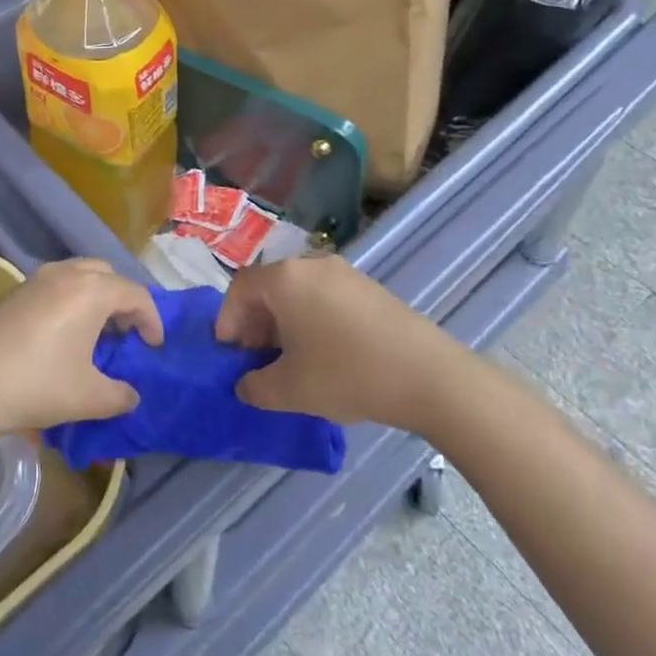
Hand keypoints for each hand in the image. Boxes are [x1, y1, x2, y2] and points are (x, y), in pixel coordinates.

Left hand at [0, 259, 162, 435]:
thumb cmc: (37, 384)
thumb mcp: (88, 397)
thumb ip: (119, 396)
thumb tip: (132, 396)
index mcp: (92, 290)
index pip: (135, 294)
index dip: (151, 319)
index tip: (154, 346)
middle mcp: (67, 273)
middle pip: (107, 275)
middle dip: (123, 300)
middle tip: (127, 334)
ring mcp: (38, 279)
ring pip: (80, 274)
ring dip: (96, 297)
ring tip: (97, 334)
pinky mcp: (17, 291)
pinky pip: (58, 284)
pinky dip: (72, 299)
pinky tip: (65, 334)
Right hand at [216, 256, 445, 427]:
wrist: (428, 375)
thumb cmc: (348, 374)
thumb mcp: (291, 390)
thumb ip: (256, 387)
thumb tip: (245, 384)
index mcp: (285, 279)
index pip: (240, 288)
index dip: (228, 319)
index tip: (230, 353)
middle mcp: (311, 264)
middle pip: (269, 286)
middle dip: (255, 321)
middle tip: (255, 358)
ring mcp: (344, 273)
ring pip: (297, 291)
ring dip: (283, 321)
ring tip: (289, 359)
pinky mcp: (368, 287)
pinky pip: (324, 296)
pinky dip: (311, 318)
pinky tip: (323, 353)